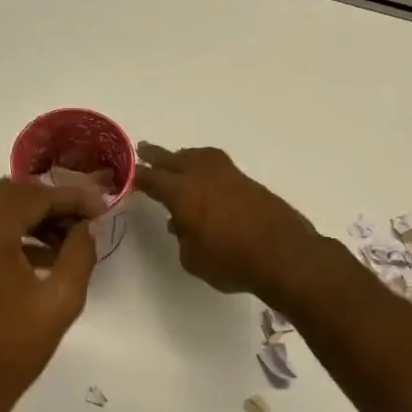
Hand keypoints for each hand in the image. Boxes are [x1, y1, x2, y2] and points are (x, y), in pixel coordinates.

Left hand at [0, 178, 104, 411]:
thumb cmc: (11, 351)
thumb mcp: (60, 301)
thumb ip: (79, 254)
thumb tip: (87, 226)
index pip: (34, 195)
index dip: (72, 198)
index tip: (102, 207)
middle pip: (11, 193)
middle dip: (51, 202)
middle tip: (84, 220)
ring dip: (31, 217)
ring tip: (68, 241)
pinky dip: (12, 234)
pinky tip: (42, 259)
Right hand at [135, 143, 319, 302]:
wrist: (284, 255)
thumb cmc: (230, 262)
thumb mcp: (192, 258)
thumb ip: (183, 237)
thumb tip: (183, 224)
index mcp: (182, 192)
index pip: (152, 178)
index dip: (138, 176)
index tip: (127, 174)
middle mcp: (203, 176)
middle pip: (174, 159)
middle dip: (157, 156)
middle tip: (144, 150)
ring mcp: (229, 176)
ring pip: (200, 156)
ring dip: (185, 157)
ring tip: (178, 161)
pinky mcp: (249, 183)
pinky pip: (219, 167)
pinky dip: (207, 168)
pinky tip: (206, 182)